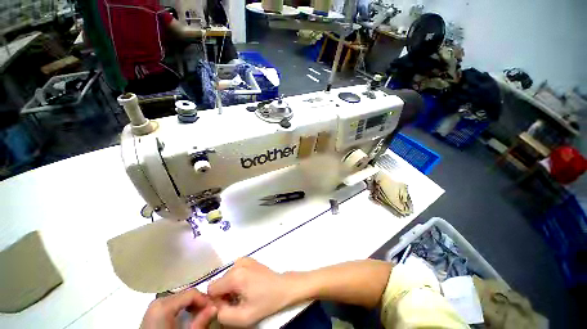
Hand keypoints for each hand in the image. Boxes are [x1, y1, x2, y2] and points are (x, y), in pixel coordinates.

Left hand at [140, 289, 216, 328]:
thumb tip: (216, 307)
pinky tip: (187, 316)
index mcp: (164, 304)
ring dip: (191, 304)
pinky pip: (172, 302)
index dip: (205, 299)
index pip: (192, 292)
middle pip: (186, 293)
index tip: (214, 308)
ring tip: (199, 315)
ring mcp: (154, 305)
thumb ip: (200, 321)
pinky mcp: (153, 311)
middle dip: (199, 301)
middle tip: (208, 312)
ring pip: (180, 297)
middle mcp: (158, 300)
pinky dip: (182, 307)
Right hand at [207, 258, 297, 326]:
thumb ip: (222, 315)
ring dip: (230, 288)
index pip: (211, 289)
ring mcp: (243, 259)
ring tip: (245, 293)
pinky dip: (236, 280)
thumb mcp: (243, 317)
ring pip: (226, 277)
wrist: (283, 287)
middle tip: (238, 301)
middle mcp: (237, 263)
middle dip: (224, 294)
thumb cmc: (265, 302)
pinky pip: (233, 272)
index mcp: (235, 276)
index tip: (229, 306)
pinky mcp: (248, 259)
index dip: (217, 301)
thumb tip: (215, 305)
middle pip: (219, 282)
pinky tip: (248, 285)